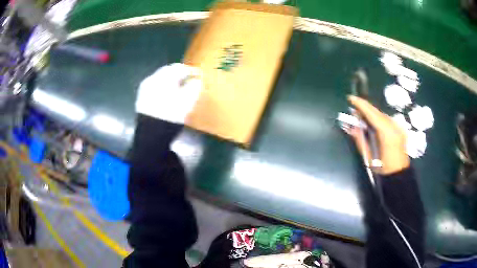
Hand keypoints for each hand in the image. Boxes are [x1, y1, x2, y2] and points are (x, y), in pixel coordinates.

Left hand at [135, 63, 201, 123]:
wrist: (151, 134)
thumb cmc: (171, 116)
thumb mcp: (187, 102)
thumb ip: (194, 87)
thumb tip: (197, 80)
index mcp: (164, 77)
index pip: (179, 68)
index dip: (191, 70)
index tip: (199, 75)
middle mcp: (152, 79)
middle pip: (168, 71)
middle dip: (179, 73)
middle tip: (189, 78)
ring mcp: (145, 88)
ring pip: (160, 78)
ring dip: (171, 79)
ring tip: (180, 86)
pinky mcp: (141, 97)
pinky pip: (154, 85)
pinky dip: (163, 86)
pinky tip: (168, 93)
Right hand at [346, 96, 409, 174]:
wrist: (399, 175)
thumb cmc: (383, 169)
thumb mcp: (369, 156)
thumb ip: (360, 139)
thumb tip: (351, 126)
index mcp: (386, 132)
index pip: (372, 113)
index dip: (361, 104)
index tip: (350, 98)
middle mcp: (394, 126)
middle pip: (377, 112)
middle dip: (365, 109)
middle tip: (353, 110)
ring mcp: (398, 127)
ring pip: (382, 115)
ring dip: (371, 114)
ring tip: (362, 118)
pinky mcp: (400, 129)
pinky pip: (386, 120)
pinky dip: (378, 119)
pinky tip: (373, 124)